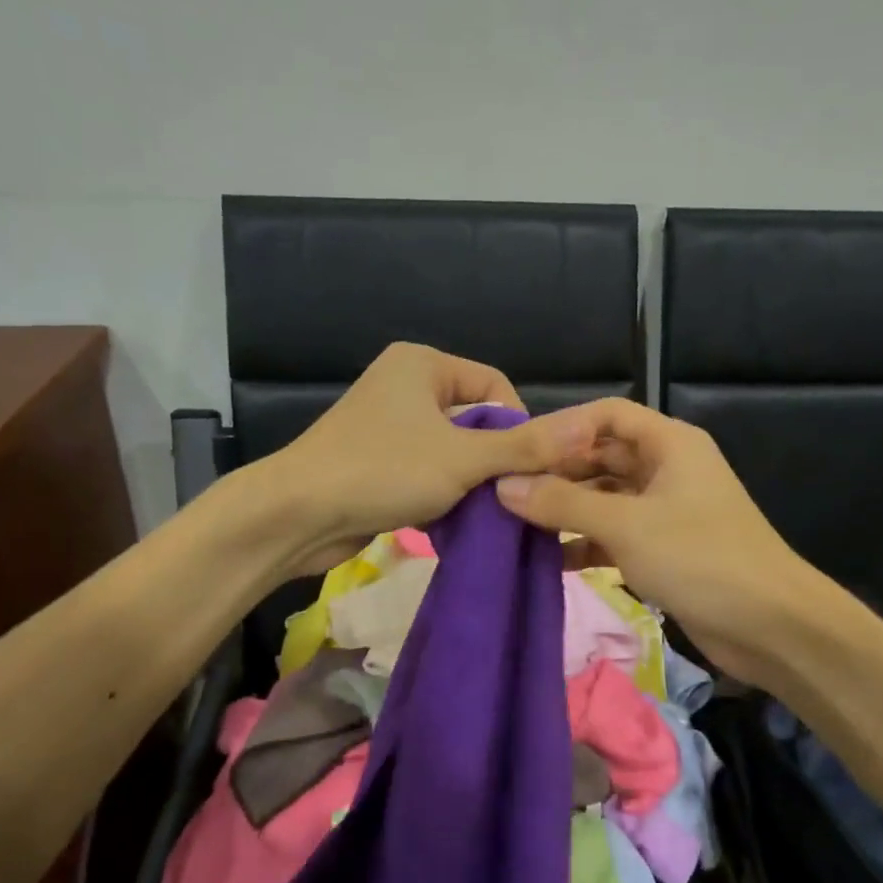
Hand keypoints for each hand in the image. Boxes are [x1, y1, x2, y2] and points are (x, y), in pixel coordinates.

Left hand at [262, 342, 589, 575]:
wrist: (296, 515)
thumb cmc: (382, 471)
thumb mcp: (463, 459)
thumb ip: (525, 446)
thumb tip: (587, 427)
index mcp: (423, 364)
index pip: (496, 388)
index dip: (517, 428)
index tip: (521, 470)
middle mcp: (405, 385)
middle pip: (476, 420)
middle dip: (494, 459)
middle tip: (504, 496)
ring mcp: (388, 424)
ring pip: (453, 449)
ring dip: (470, 480)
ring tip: (476, 510)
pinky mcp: (377, 460)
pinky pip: (428, 469)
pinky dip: (443, 492)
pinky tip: (449, 518)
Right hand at [493, 398, 813, 684]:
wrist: (771, 627)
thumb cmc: (700, 558)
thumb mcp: (626, 525)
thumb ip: (562, 503)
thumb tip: (503, 486)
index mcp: (670, 444)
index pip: (607, 414)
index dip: (564, 427)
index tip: (520, 451)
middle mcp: (667, 468)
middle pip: (601, 457)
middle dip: (557, 473)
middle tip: (506, 492)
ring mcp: (665, 510)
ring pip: (604, 498)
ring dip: (566, 511)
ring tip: (516, 525)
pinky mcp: (663, 549)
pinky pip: (614, 534)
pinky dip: (585, 543)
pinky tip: (549, 560)